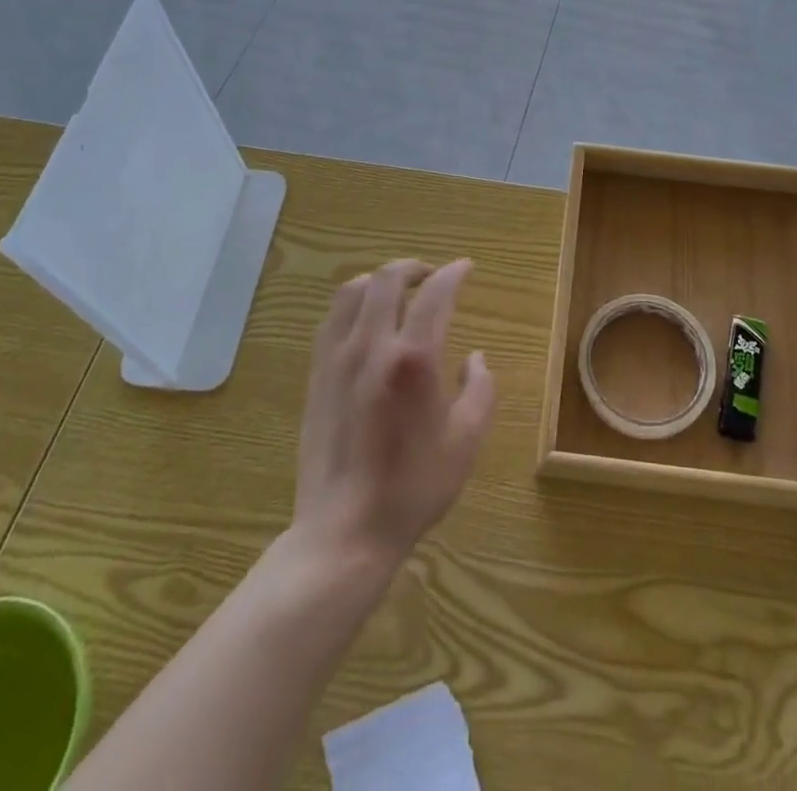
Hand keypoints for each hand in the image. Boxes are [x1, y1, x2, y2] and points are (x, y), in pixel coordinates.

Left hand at [291, 259, 495, 571]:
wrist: (345, 530)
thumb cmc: (413, 487)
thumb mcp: (466, 441)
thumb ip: (480, 389)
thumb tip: (476, 358)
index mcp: (414, 358)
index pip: (435, 294)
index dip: (453, 273)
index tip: (465, 268)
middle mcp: (372, 346)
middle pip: (388, 279)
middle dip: (414, 267)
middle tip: (433, 275)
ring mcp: (338, 358)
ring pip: (353, 291)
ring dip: (380, 279)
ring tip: (398, 290)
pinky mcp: (316, 374)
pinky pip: (332, 318)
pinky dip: (352, 302)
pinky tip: (365, 318)